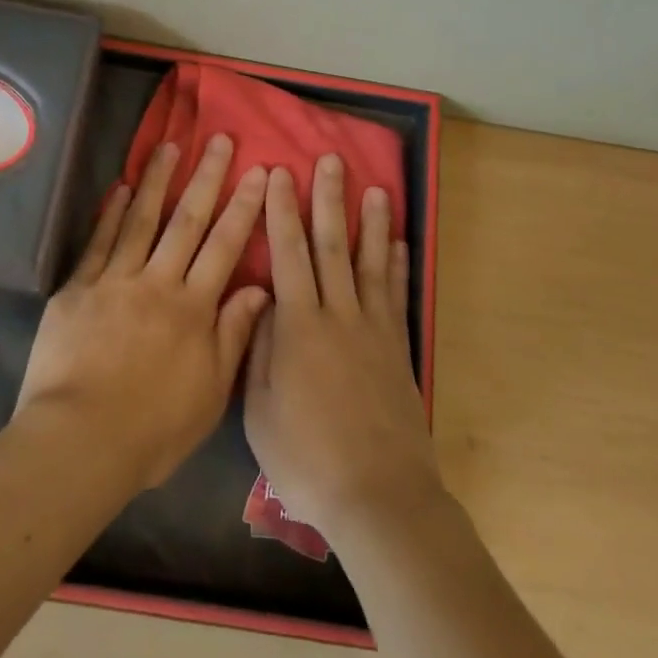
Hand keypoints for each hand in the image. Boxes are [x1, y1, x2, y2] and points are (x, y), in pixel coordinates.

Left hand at [16, 135, 270, 491]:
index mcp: (193, 309)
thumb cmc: (152, 429)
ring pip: (142, 220)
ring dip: (158, 181)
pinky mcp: (78, 289)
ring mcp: (115, 281)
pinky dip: (111, 213)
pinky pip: (98, 243)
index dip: (244, 207)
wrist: (79, 442)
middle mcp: (158, 282)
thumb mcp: (210, 395)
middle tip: (221, 141)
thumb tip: (259, 288)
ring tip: (170, 146)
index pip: (225, 246)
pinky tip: (121, 187)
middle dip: (207, 178)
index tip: (258, 172)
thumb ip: (233, 337)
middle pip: (187, 221)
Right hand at [244, 156, 443, 543]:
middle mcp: (338, 315)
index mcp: (299, 326)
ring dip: (371, 222)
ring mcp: (373, 329)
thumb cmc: (308, 458)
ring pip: (370, 262)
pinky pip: (397, 296)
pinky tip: (400, 243)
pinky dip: (399, 266)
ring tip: (376, 188)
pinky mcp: (398, 349)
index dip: (282, 212)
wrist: (379, 497)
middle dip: (328, 200)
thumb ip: (257, 352)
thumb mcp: (259, 411)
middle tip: (330, 161)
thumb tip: (259, 303)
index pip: (287, 254)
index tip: (280, 175)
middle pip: (332, 246)